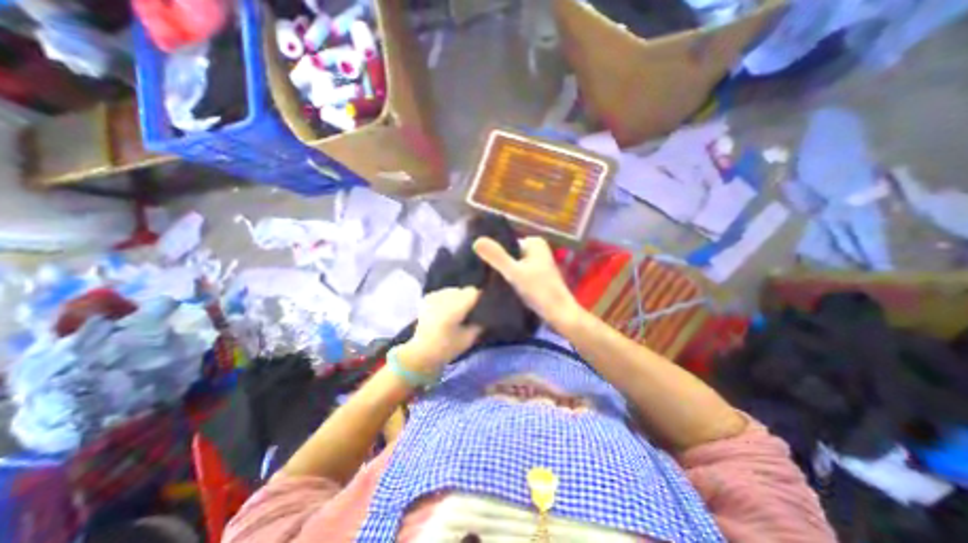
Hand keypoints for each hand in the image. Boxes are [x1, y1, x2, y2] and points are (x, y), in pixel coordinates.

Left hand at [397, 286, 478, 375]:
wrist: (421, 353)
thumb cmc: (446, 348)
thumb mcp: (469, 339)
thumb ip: (480, 323)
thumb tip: (487, 312)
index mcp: (454, 308)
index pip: (473, 292)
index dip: (480, 297)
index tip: (483, 306)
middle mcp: (444, 298)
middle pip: (463, 290)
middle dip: (469, 298)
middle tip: (471, 310)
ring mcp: (434, 296)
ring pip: (453, 290)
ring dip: (458, 297)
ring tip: (458, 310)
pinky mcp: (427, 298)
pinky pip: (444, 293)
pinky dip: (448, 298)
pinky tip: (447, 309)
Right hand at [476, 235, 586, 329]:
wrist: (560, 315)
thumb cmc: (540, 291)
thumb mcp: (515, 272)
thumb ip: (497, 257)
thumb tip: (476, 240)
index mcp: (534, 242)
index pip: (505, 242)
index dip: (491, 252)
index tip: (476, 262)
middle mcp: (536, 250)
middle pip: (508, 253)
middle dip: (495, 262)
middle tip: (479, 273)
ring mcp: (536, 264)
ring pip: (511, 264)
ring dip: (501, 271)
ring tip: (484, 280)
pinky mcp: (535, 277)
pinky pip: (516, 273)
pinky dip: (508, 278)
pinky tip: (497, 286)